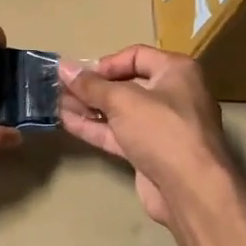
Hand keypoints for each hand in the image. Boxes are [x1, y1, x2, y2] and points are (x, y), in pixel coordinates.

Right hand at [59, 46, 231, 226]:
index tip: (81, 75)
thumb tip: (64, 66)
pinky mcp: (149, 152)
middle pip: (126, 84)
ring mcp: (161, 126)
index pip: (137, 55)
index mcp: (176, 71)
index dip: (106, 63)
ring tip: (55, 103)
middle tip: (60, 88)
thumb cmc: (162, 130)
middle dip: (93, 87)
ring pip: (119, 112)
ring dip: (89, 107)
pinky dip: (95, 127)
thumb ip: (91, 85)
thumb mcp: (123, 101)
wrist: (190, 189)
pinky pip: (118, 133)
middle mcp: (172, 95)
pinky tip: (67, 122)